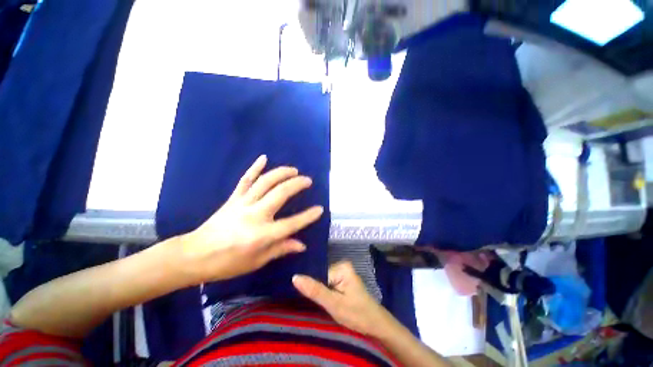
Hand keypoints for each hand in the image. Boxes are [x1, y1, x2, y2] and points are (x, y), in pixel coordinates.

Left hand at [181, 155, 323, 282]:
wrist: (194, 255)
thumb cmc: (228, 263)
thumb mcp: (257, 261)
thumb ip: (280, 249)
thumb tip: (301, 245)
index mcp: (262, 235)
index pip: (292, 223)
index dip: (308, 216)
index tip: (320, 209)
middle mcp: (255, 215)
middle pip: (280, 194)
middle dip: (297, 184)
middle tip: (308, 180)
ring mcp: (243, 203)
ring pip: (265, 182)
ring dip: (282, 173)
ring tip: (294, 170)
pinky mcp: (234, 198)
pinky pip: (245, 179)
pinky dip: (255, 167)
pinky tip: (264, 158)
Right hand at [292, 261, 393, 336]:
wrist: (376, 325)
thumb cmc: (357, 314)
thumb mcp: (334, 304)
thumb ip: (315, 291)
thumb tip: (294, 277)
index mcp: (342, 266)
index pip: (318, 273)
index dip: (310, 285)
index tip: (300, 296)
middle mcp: (342, 266)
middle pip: (321, 276)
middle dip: (315, 289)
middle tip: (307, 301)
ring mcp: (343, 273)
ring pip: (323, 281)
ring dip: (318, 292)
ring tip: (311, 302)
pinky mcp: (343, 281)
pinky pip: (328, 285)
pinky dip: (324, 293)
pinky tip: (320, 300)